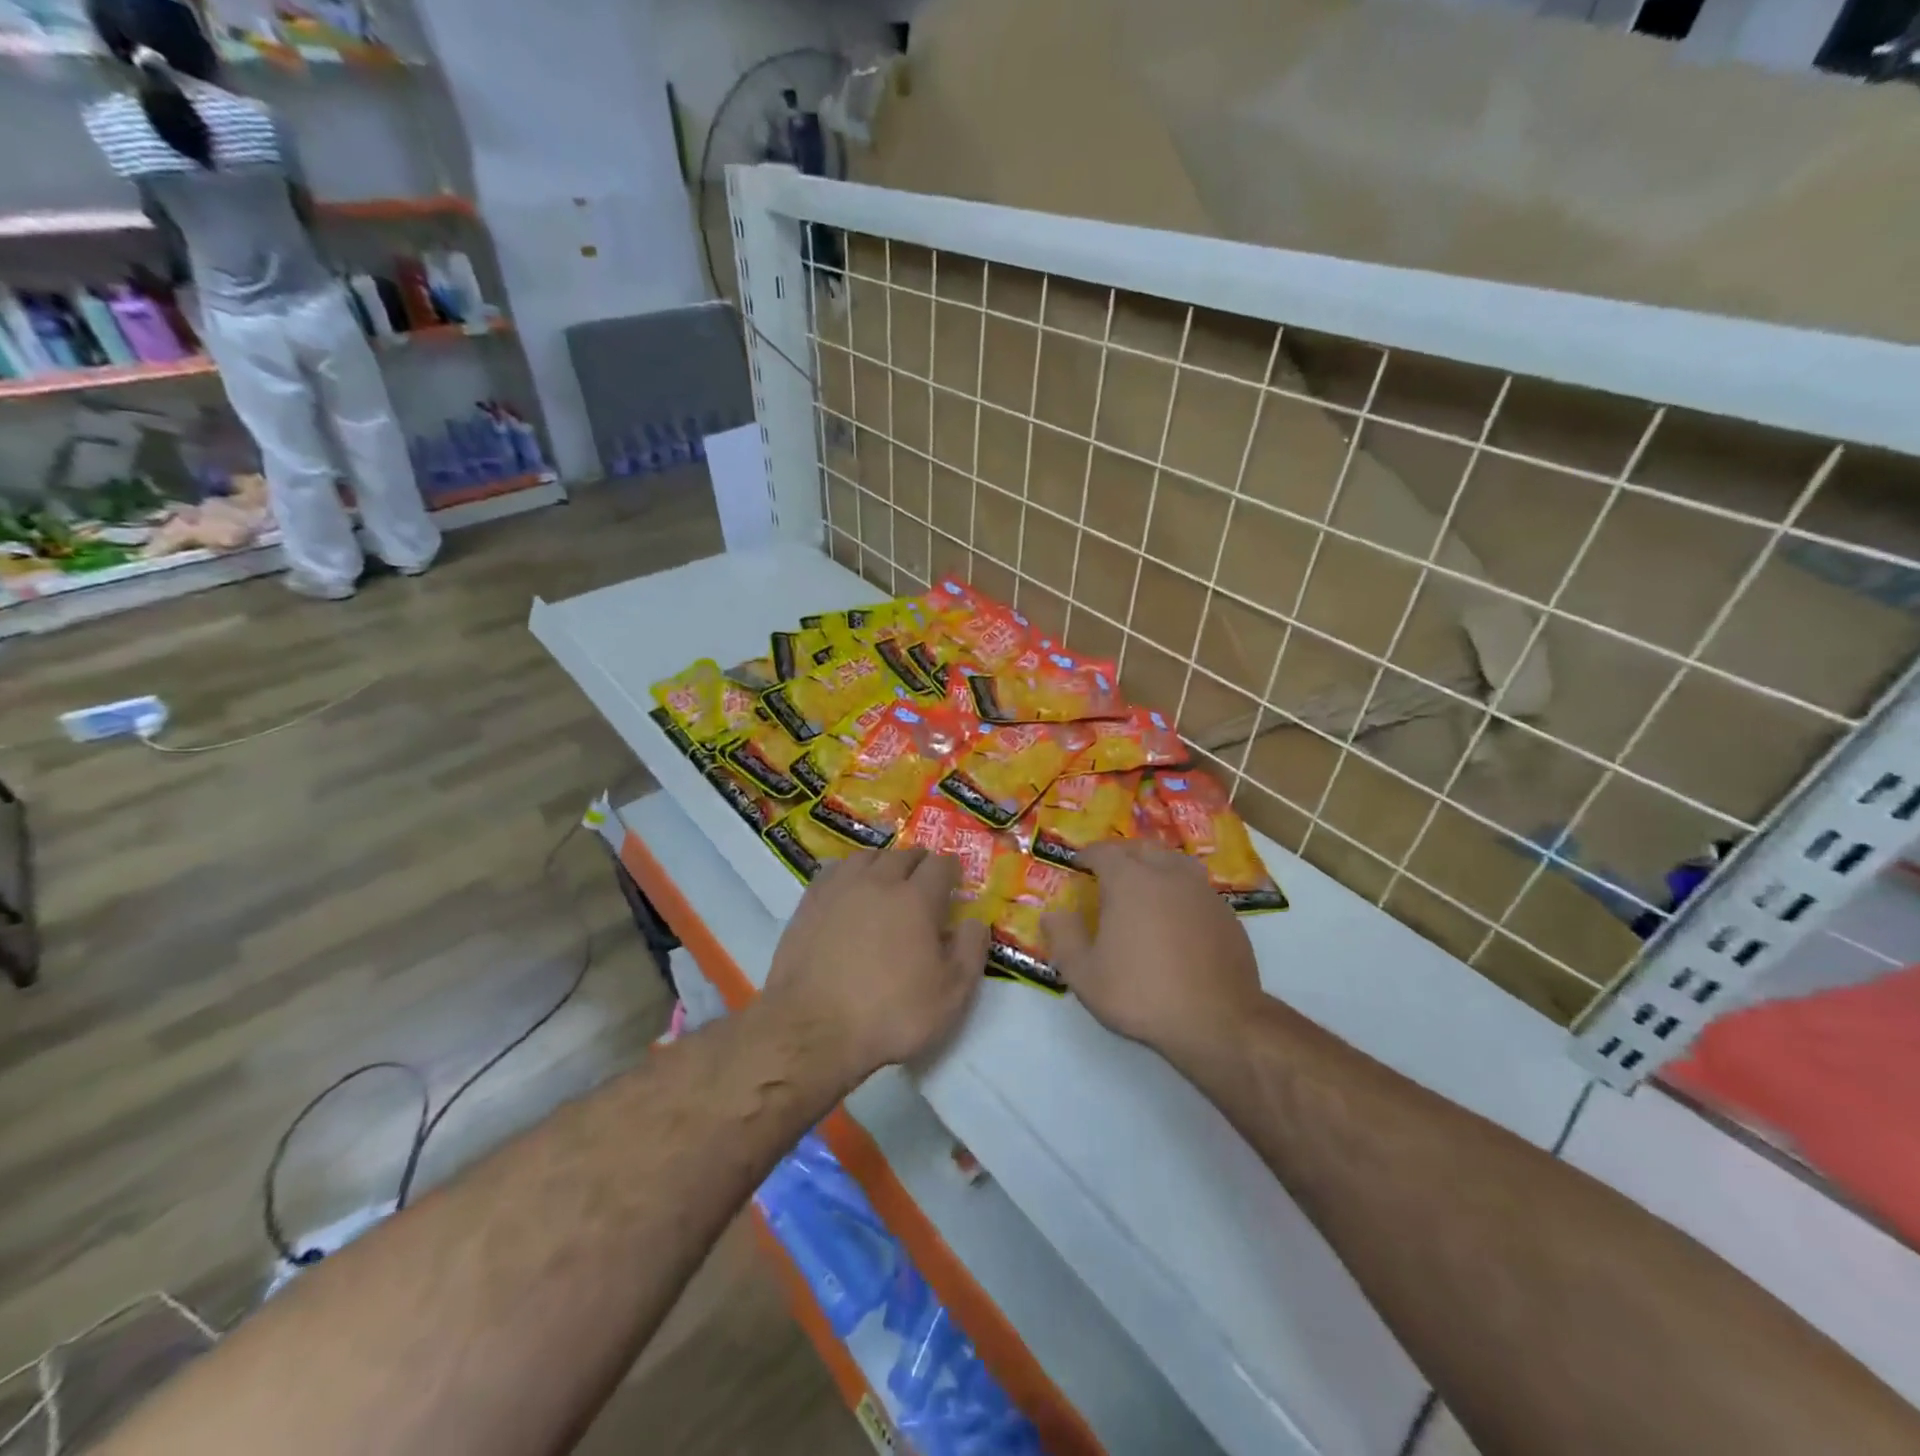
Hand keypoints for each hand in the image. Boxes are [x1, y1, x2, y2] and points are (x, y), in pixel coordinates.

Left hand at [763, 849, 989, 1077]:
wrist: (812, 1029)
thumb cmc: (889, 1015)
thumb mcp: (950, 995)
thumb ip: (970, 952)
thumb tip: (975, 921)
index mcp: (916, 899)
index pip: (940, 865)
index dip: (951, 871)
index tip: (954, 883)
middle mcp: (878, 881)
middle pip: (904, 855)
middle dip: (919, 864)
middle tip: (923, 883)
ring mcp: (840, 888)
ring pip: (868, 857)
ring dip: (884, 863)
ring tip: (887, 881)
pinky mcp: (809, 902)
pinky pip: (835, 871)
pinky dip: (850, 873)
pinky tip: (850, 890)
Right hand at [1043, 841, 1263, 1055]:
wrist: (1217, 1021)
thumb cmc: (1142, 994)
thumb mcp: (1085, 974)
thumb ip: (1064, 938)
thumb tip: (1053, 913)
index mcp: (1129, 881)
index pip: (1103, 852)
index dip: (1087, 855)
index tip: (1078, 865)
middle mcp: (1167, 875)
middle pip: (1141, 848)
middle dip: (1121, 854)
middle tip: (1108, 870)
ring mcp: (1201, 891)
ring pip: (1173, 861)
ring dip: (1154, 864)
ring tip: (1144, 883)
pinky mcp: (1226, 913)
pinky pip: (1195, 887)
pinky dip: (1179, 889)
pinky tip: (1175, 914)